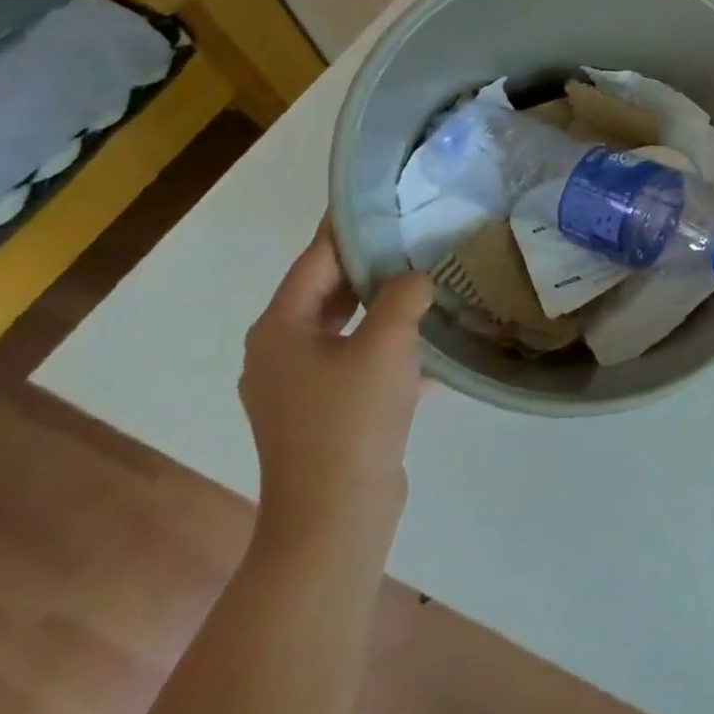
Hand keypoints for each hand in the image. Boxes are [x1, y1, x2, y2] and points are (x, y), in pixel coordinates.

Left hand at [239, 223, 434, 556]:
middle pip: (328, 292)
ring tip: (428, 280)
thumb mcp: (387, 343)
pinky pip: (358, 363)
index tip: (378, 198)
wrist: (336, 516)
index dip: (347, 228)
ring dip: (384, 307)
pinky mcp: (324, 413)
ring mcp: (300, 387)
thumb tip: (416, 277)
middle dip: (371, 265)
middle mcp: (281, 353)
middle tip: (415, 235)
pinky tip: (432, 343)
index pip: (315, 260)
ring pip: (347, 328)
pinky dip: (389, 348)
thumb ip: (404, 295)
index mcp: (281, 329)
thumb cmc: (351, 418)